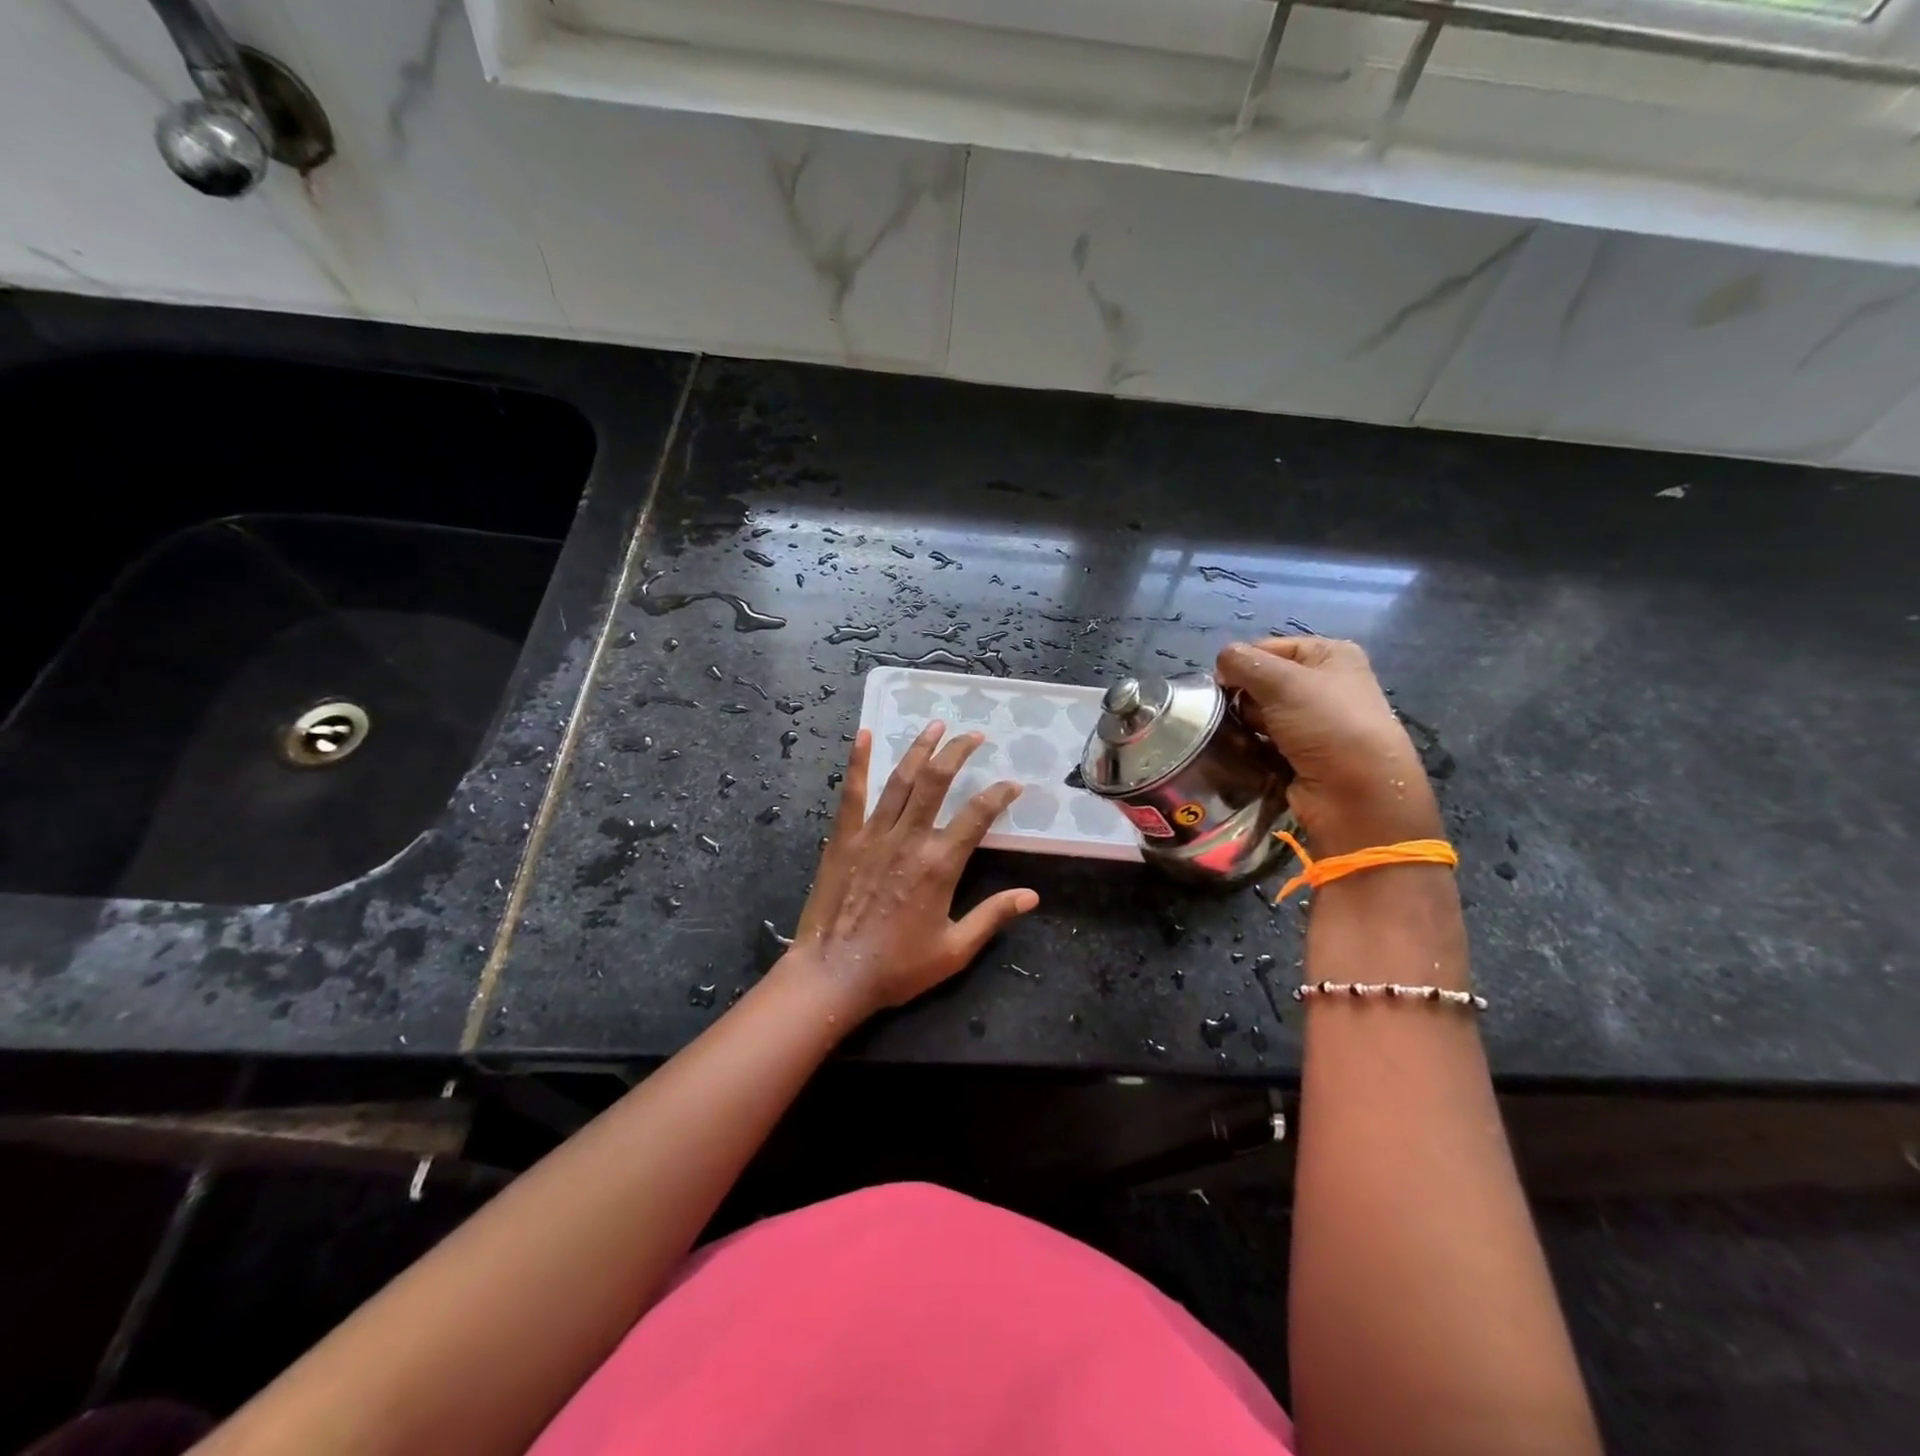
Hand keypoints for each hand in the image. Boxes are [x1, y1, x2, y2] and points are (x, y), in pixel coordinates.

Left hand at [777, 723, 1038, 1018]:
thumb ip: (993, 916)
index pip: (978, 815)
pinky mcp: (844, 838)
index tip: (1012, 783)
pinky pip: (853, 793)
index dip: (999, 794)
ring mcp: (873, 834)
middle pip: (938, 782)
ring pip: (901, 780)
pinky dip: (859, 762)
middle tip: (973, 734)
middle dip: (958, 752)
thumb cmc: (897, 967)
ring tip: (935, 724)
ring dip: (920, 749)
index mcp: (940, 864)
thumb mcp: (955, 950)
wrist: (834, 975)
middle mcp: (909, 839)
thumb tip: (1032, 895)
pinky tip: (866, 735)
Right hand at [1215, 636, 1440, 855]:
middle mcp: (1324, 685)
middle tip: (1237, 715)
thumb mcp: (1281, 681)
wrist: (1356, 794)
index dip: (1241, 665)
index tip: (1224, 685)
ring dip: (1244, 726)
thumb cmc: (1326, 725)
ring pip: (1258, 714)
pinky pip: (1263, 742)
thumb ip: (1242, 662)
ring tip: (1240, 739)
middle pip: (1261, 682)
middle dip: (1242, 698)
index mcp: (1329, 655)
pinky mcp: (1301, 754)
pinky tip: (1247, 756)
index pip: (1267, 648)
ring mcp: (1313, 722)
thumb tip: (1220, 664)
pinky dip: (1252, 748)